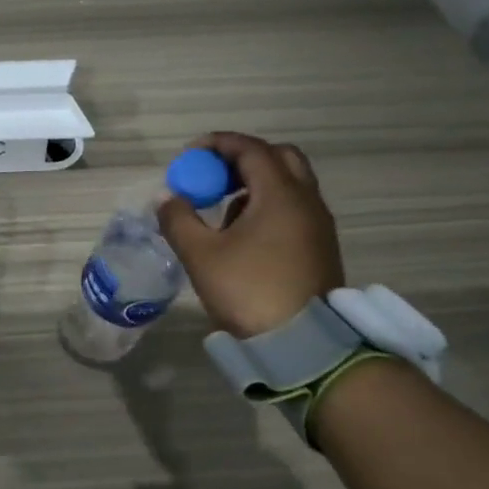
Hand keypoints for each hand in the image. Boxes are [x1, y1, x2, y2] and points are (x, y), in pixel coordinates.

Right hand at [157, 131, 344, 336]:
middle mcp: (306, 201)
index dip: (218, 144)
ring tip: (223, 210)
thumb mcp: (201, 255)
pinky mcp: (321, 247)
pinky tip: (244, 235)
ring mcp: (318, 225)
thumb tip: (167, 197)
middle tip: (213, 176)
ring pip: (289, 184)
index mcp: (280, 194)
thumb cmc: (249, 291)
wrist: (303, 345)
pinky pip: (294, 208)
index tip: (190, 153)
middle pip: (279, 158)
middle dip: (242, 159)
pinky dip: (268, 205)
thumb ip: (178, 219)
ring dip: (256, 184)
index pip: (251, 149)